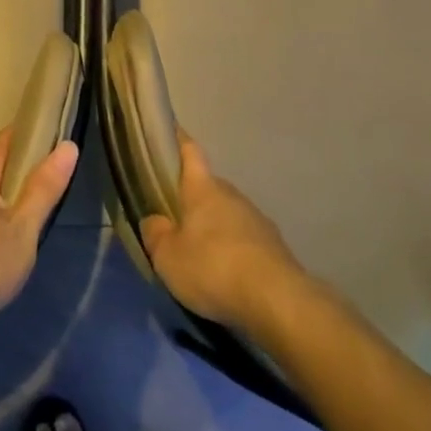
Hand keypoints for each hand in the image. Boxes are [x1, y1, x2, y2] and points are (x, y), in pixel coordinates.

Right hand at [139, 135, 301, 329]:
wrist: (276, 300)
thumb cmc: (212, 267)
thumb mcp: (167, 256)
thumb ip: (156, 234)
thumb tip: (154, 220)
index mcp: (203, 189)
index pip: (190, 151)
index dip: (178, 140)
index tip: (170, 131)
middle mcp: (232, 195)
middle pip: (208, 187)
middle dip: (192, 198)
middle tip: (174, 217)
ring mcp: (256, 219)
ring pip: (227, 214)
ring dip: (214, 226)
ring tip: (199, 253)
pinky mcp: (273, 246)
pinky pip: (244, 239)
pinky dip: (232, 249)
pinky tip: (225, 273)